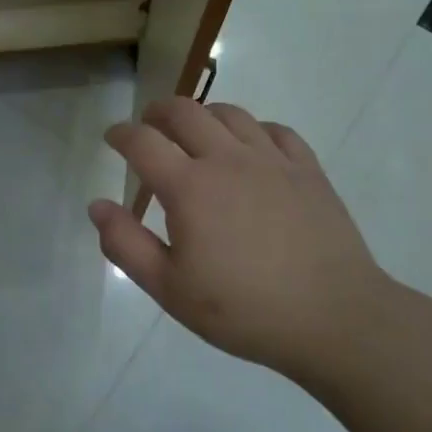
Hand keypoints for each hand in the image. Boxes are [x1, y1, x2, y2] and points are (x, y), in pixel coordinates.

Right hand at [88, 98, 390, 382]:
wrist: (334, 319)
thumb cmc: (243, 310)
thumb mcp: (169, 289)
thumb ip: (125, 244)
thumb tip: (97, 205)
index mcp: (189, 187)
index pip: (142, 142)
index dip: (121, 134)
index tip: (112, 137)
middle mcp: (227, 160)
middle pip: (184, 112)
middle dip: (158, 112)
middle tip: (148, 125)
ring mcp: (272, 161)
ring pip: (230, 113)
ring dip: (202, 115)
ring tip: (195, 131)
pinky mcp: (308, 170)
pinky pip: (275, 130)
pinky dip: (252, 130)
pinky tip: (250, 147)